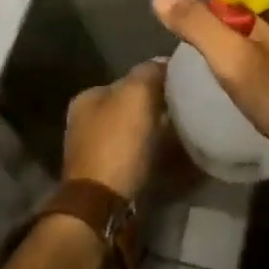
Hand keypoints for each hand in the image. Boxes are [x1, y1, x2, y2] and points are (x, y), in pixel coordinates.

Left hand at [62, 59, 168, 200]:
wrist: (103, 206)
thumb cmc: (118, 143)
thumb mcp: (137, 94)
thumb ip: (149, 72)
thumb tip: (163, 62)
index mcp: (87, 98)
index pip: (128, 79)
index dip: (154, 80)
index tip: (180, 87)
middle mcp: (85, 122)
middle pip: (130, 107)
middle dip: (155, 108)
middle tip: (184, 111)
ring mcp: (93, 152)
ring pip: (134, 133)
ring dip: (154, 133)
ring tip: (182, 135)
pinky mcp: (106, 179)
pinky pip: (135, 157)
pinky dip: (150, 155)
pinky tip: (168, 157)